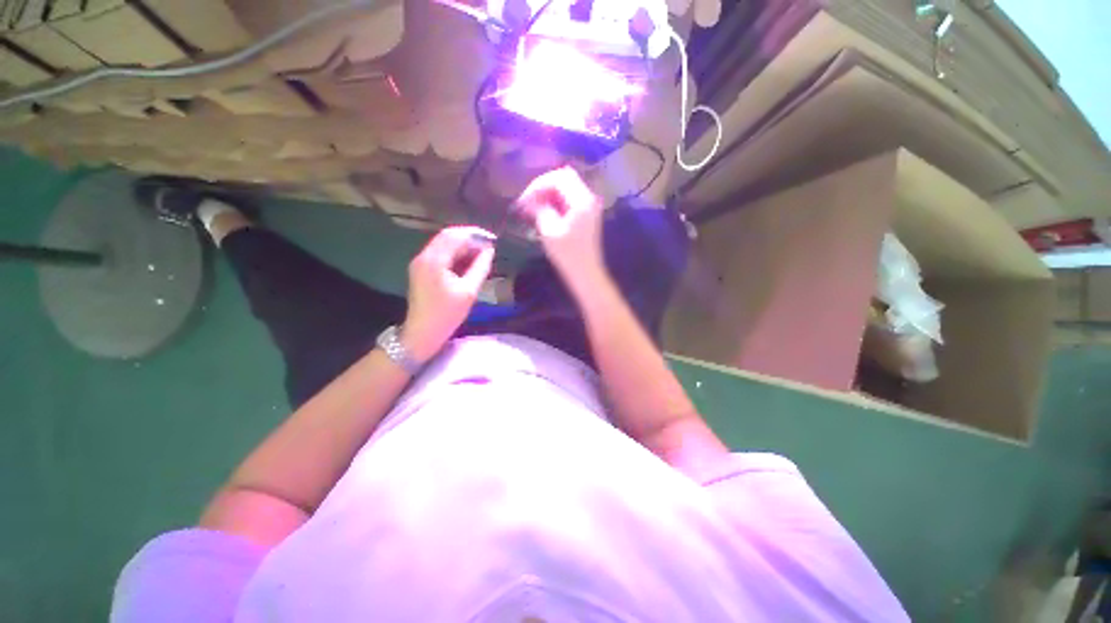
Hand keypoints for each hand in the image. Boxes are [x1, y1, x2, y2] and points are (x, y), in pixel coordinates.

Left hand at [402, 226, 494, 361]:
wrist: (422, 332)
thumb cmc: (447, 314)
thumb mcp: (469, 291)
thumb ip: (480, 268)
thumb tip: (490, 251)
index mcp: (434, 261)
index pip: (455, 235)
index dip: (475, 234)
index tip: (492, 240)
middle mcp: (424, 256)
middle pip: (447, 236)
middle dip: (469, 238)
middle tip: (488, 246)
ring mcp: (420, 262)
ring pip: (443, 244)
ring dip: (463, 245)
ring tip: (482, 253)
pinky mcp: (421, 269)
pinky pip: (440, 253)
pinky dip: (455, 253)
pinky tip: (468, 260)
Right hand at [518, 167, 604, 285]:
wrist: (586, 274)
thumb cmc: (568, 255)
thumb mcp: (550, 231)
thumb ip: (540, 210)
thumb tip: (529, 200)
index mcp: (582, 200)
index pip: (558, 177)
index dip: (538, 185)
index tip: (524, 200)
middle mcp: (589, 198)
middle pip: (564, 178)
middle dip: (543, 187)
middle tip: (527, 201)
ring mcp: (589, 206)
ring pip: (566, 188)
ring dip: (548, 194)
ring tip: (532, 208)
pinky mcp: (586, 215)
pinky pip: (569, 199)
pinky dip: (555, 202)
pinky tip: (544, 213)